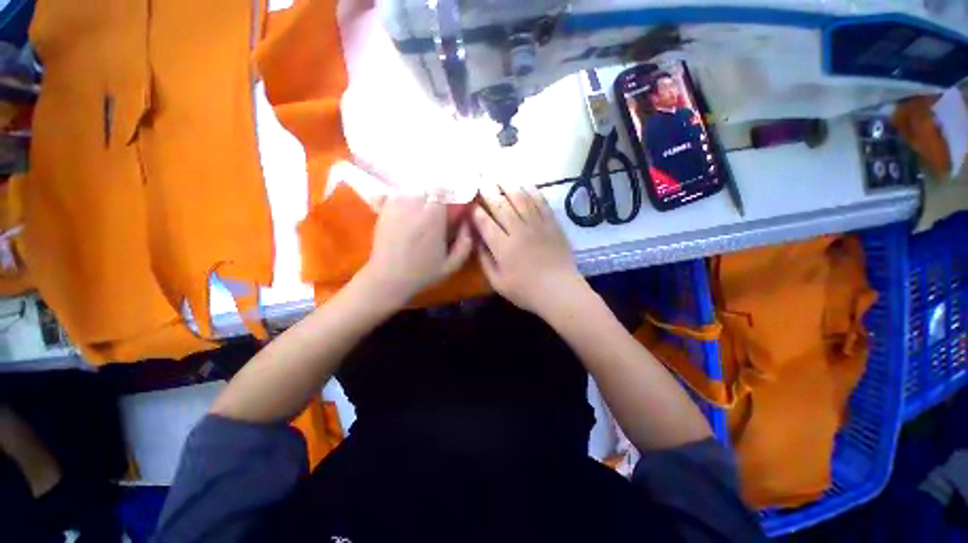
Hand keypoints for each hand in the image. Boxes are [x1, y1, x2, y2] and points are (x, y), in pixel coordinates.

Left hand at [358, 192, 473, 307]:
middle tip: (440, 210)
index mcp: (433, 217)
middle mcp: (414, 206)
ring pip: (414, 189)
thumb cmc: (422, 273)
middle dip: (437, 195)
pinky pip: (399, 195)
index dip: (451, 194)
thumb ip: (465, 243)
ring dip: (422, 196)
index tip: (455, 203)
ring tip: (425, 210)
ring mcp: (396, 206)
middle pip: (429, 188)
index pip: (444, 190)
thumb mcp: (451, 265)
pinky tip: (410, 211)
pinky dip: (407, 198)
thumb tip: (468, 223)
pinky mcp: (384, 210)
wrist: (388, 278)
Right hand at [473, 184, 587, 317]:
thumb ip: (485, 261)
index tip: (471, 202)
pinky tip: (525, 183)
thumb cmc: (527, 291)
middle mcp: (518, 231)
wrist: (560, 291)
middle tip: (481, 179)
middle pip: (501, 206)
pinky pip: (541, 203)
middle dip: (489, 191)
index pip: (486, 223)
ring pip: (521, 200)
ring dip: (508, 185)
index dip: (476, 211)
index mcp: (503, 247)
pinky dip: (532, 191)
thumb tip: (477, 241)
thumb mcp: (498, 283)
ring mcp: (537, 225)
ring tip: (499, 174)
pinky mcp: (552, 224)